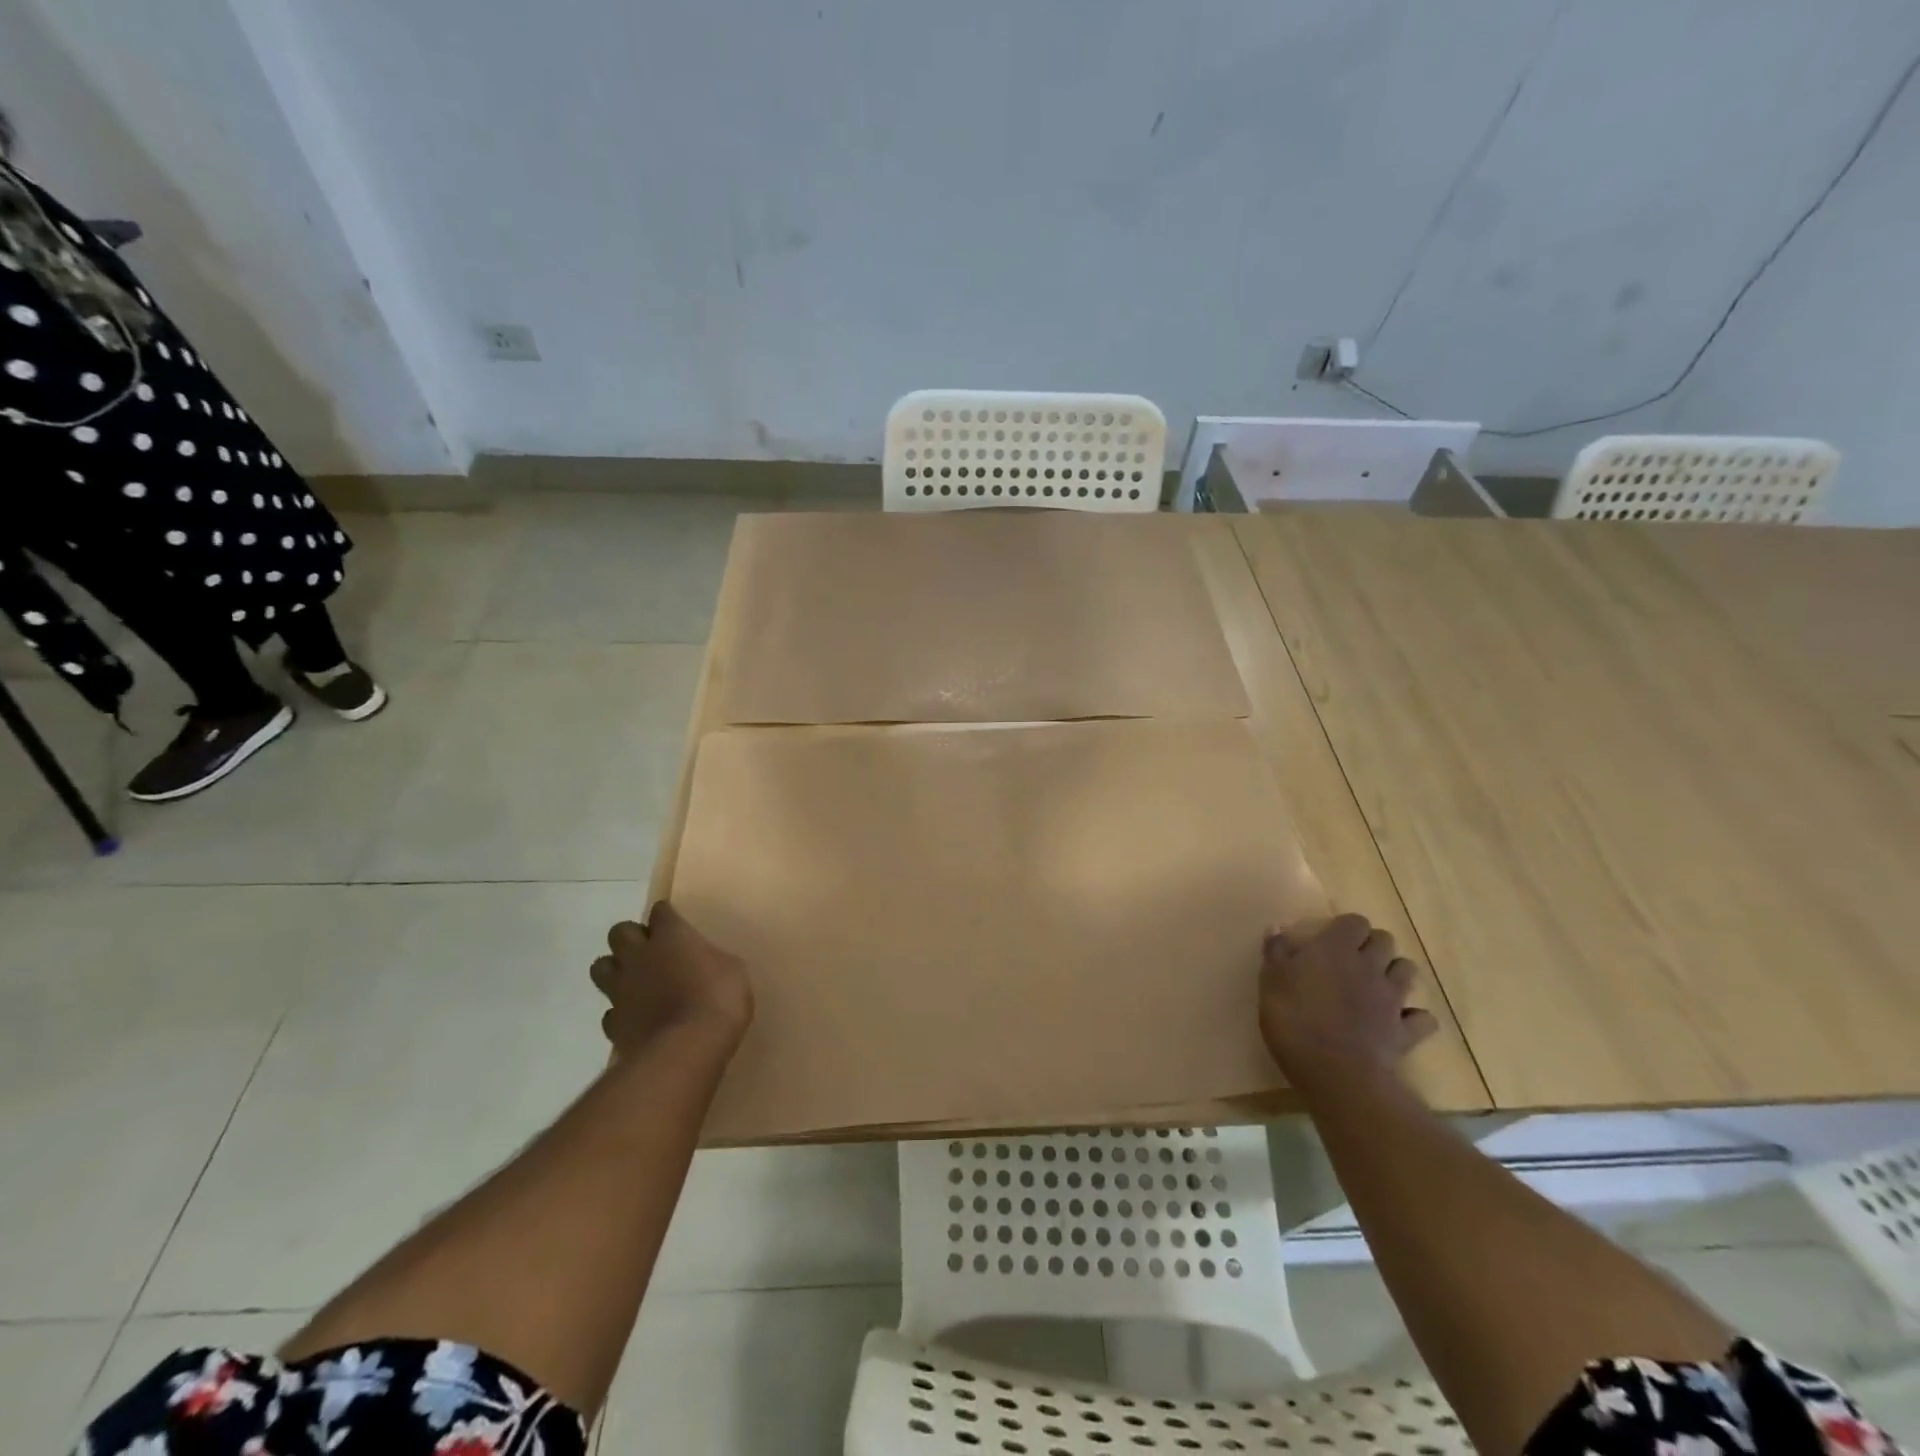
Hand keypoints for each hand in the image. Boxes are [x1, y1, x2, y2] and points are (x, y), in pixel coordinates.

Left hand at [591, 904, 752, 1058]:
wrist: (687, 1048)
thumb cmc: (719, 999)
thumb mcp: (733, 970)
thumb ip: (711, 961)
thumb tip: (705, 965)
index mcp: (671, 936)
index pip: (660, 911)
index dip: (666, 916)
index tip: (674, 924)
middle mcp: (639, 956)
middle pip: (619, 932)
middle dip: (631, 937)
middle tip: (650, 950)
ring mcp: (621, 990)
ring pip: (600, 967)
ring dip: (615, 969)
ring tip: (634, 980)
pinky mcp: (614, 1024)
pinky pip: (610, 1012)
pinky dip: (620, 1012)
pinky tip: (637, 1018)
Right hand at [1259, 913, 1437, 1093]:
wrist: (1334, 1072)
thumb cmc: (1294, 1019)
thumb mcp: (1271, 981)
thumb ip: (1276, 951)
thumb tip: (1277, 928)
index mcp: (1336, 948)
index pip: (1354, 921)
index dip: (1345, 928)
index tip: (1330, 939)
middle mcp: (1370, 965)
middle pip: (1384, 940)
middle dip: (1372, 944)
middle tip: (1353, 959)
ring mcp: (1392, 999)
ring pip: (1407, 970)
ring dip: (1394, 972)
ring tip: (1376, 983)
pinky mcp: (1405, 1031)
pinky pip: (1422, 1018)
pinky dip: (1414, 1017)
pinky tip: (1399, 1021)